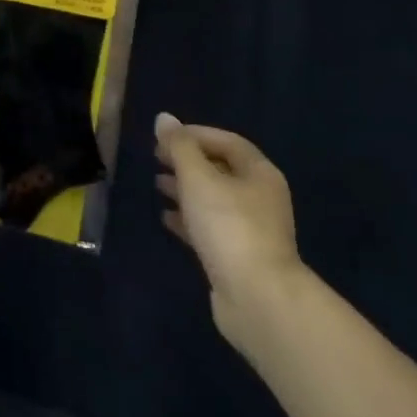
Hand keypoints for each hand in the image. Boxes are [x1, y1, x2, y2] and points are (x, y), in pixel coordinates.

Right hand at [156, 114, 304, 354]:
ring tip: (157, 184)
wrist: (257, 298)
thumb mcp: (199, 179)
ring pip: (214, 199)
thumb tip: (164, 118)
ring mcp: (250, 229)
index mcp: (259, 173)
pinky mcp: (237, 256)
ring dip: (186, 189)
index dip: (195, 134)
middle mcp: (260, 197)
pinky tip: (166, 218)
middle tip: (156, 158)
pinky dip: (188, 219)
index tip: (164, 137)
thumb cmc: (229, 227)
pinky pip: (210, 228)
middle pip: (221, 169)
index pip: (227, 142)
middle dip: (188, 161)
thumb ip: (180, 148)